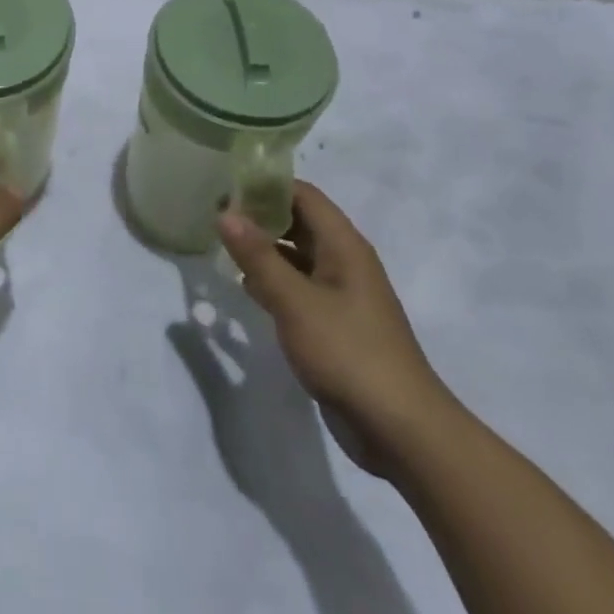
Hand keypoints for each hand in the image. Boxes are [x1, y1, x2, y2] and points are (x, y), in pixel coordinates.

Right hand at [217, 183, 458, 477]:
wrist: (399, 428)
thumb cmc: (348, 352)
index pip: (303, 194)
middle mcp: (344, 261)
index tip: (225, 186)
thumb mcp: (295, 301)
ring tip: (220, 245)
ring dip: (263, 249)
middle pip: (299, 222)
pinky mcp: (334, 324)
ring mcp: (340, 294)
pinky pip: (298, 287)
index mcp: (344, 245)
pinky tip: (245, 287)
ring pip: (296, 256)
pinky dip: (272, 280)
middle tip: (214, 215)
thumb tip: (225, 212)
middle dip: (260, 215)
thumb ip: (258, 256)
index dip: (265, 186)